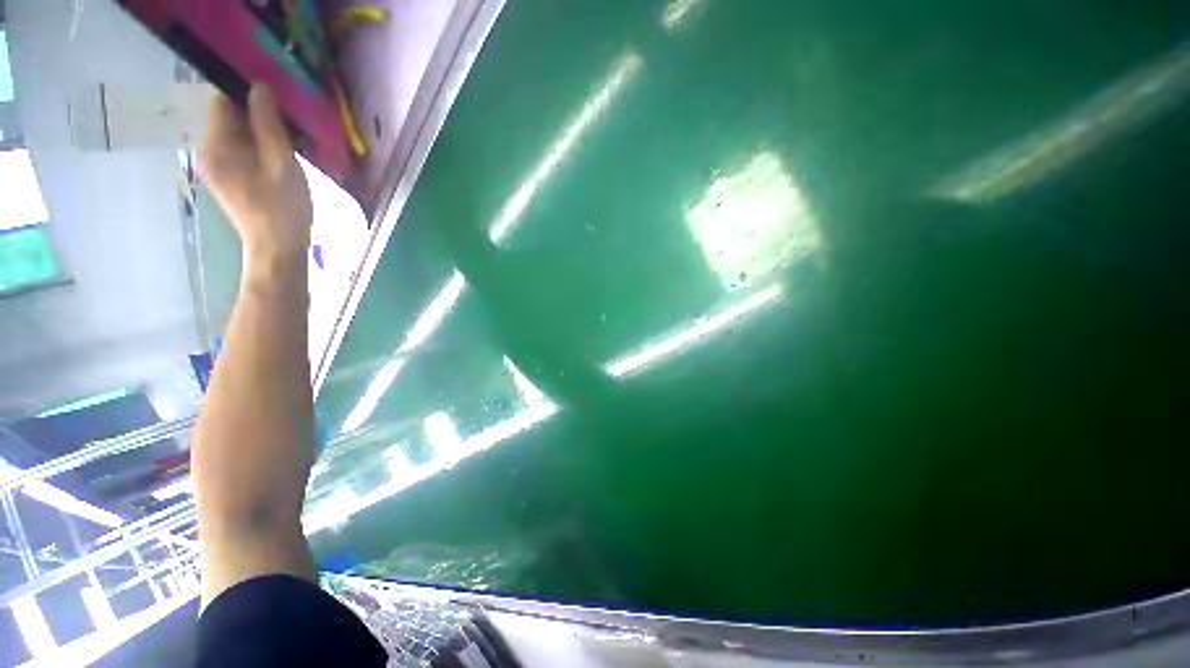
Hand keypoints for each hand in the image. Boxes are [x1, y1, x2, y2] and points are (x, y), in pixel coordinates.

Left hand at [200, 85, 312, 268]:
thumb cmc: (282, 207)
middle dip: (257, 119)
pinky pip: (240, 155)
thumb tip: (259, 86)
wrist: (278, 249)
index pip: (223, 104)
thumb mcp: (280, 162)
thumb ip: (267, 124)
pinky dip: (258, 153)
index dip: (248, 98)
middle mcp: (209, 154)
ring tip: (287, 150)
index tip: (278, 106)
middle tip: (288, 131)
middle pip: (229, 121)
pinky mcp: (229, 183)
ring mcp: (217, 170)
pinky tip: (277, 165)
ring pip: (237, 139)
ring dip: (260, 138)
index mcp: (217, 146)